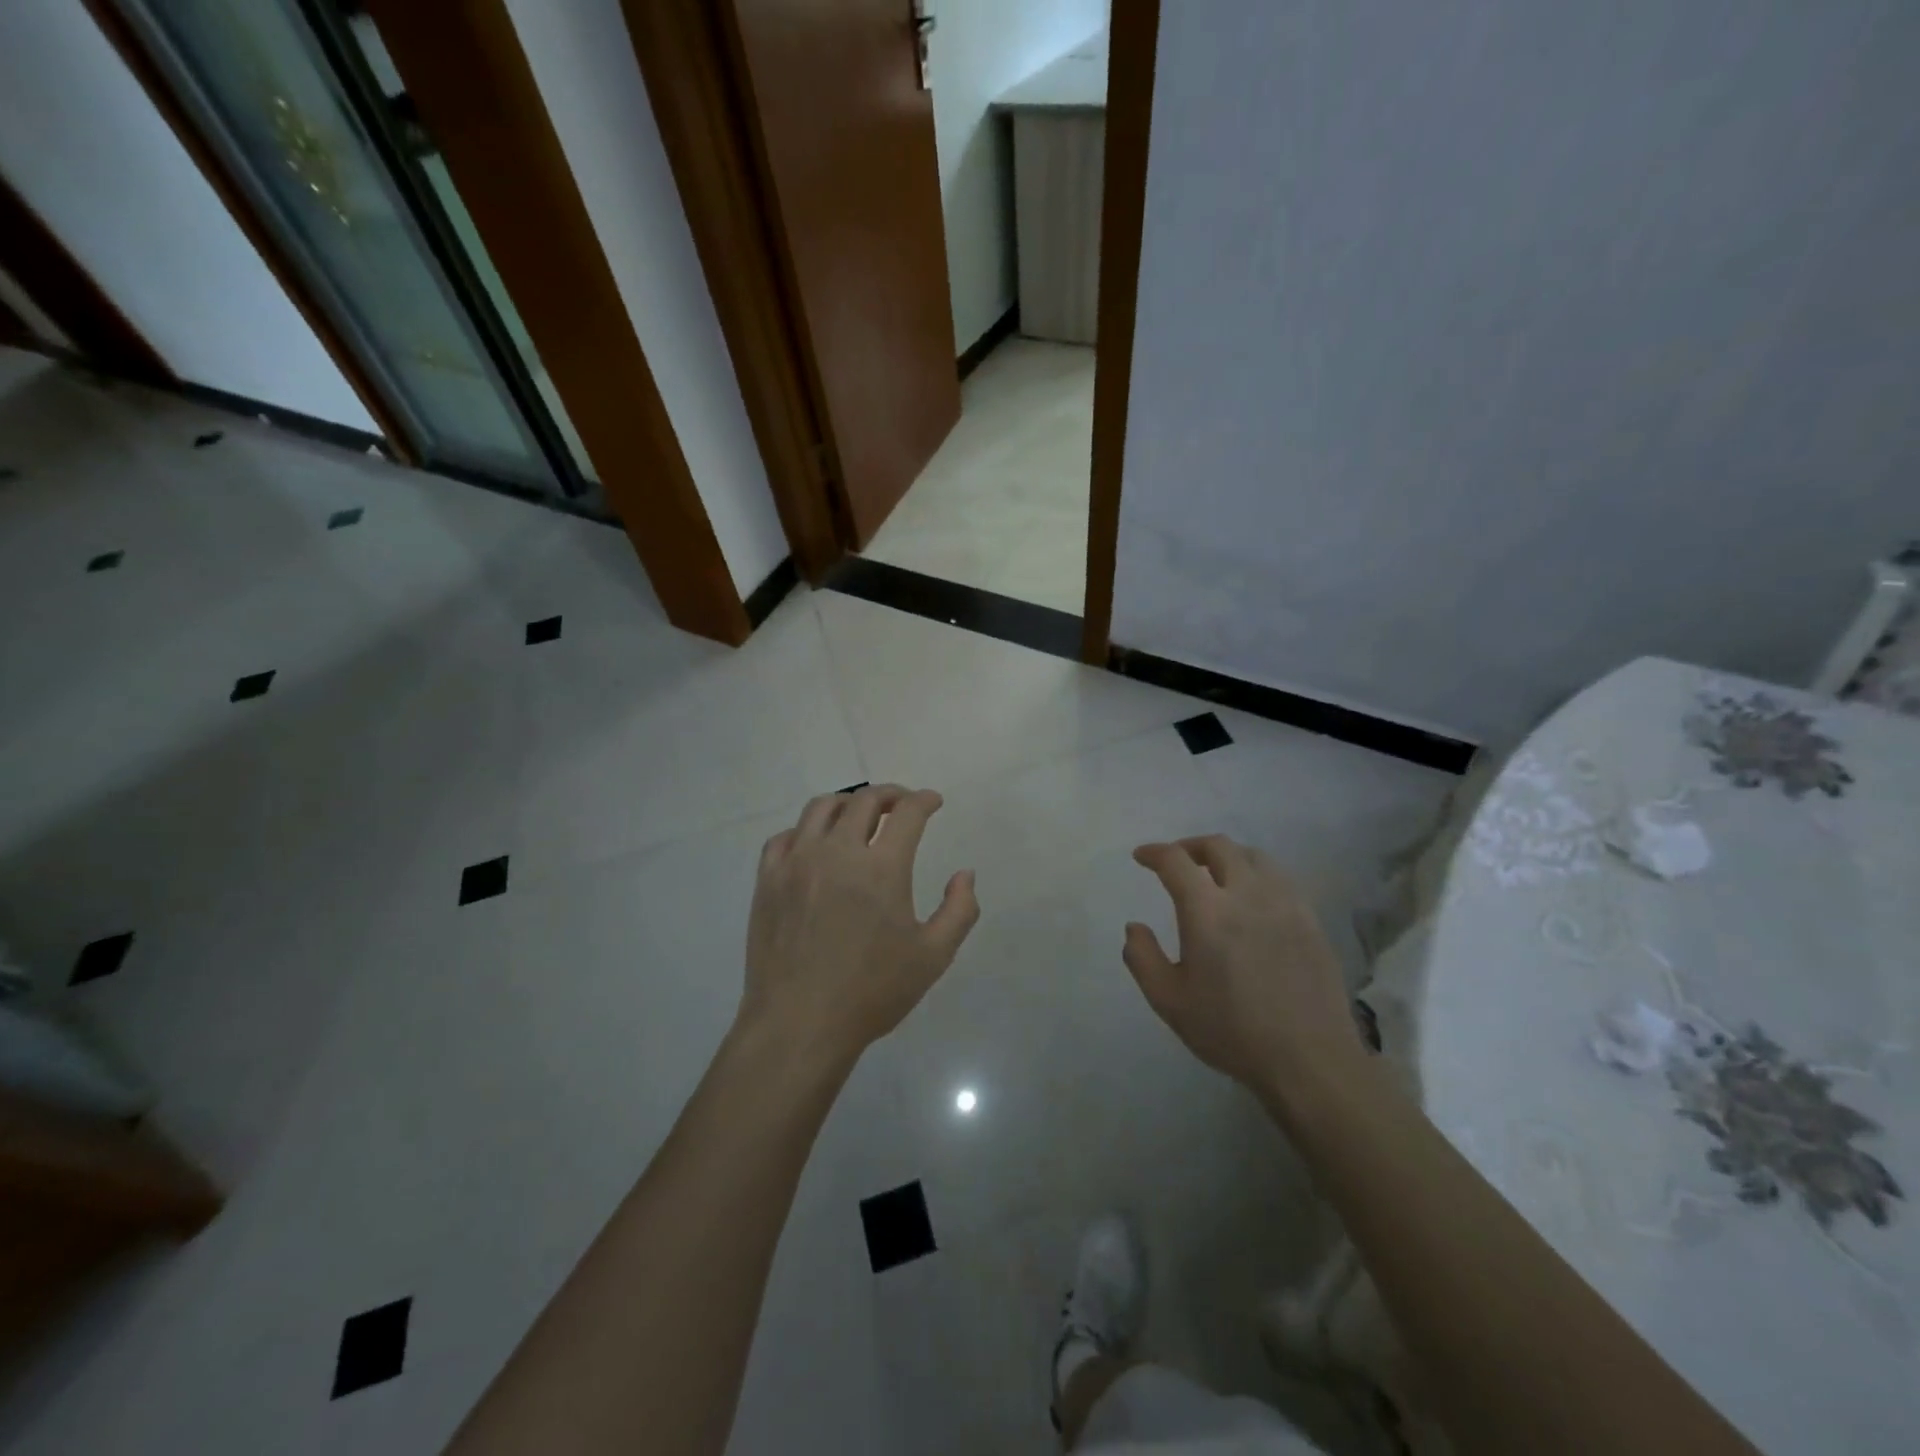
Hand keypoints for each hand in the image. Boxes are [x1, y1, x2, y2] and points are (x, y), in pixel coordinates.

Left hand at [740, 784, 978, 1068]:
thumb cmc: (872, 992)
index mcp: (882, 868)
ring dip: (848, 803)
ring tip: (859, 816)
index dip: (924, 800)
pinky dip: (806, 831)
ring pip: (821, 808)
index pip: (908, 812)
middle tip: (902, 805)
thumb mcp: (933, 957)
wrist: (799, 1024)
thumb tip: (965, 874)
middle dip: (890, 795)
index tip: (933, 801)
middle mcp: (837, 852)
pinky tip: (815, 845)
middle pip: (864, 800)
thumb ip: (959, 910)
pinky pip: (785, 836)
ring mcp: (796, 862)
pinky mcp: (768, 879)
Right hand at [1123, 835, 1365, 1097]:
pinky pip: (1280, 878)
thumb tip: (1134, 927)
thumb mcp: (1169, 1001)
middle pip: (1218, 846)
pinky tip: (1252, 897)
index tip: (1142, 857)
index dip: (1154, 853)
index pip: (1175, 861)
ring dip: (1227, 855)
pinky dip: (1257, 874)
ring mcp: (1284, 904)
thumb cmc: (1231, 1031)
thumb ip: (1142, 958)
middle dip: (1190, 846)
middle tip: (1176, 861)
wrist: (1309, 1059)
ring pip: (1254, 856)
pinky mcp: (1310, 919)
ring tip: (1215, 873)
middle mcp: (1247, 894)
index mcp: (1207, 911)